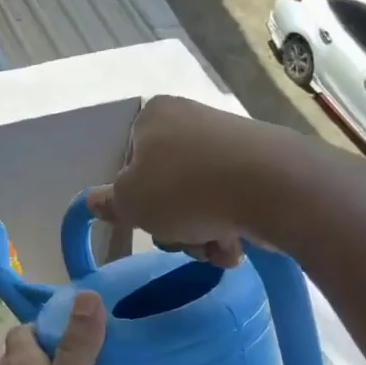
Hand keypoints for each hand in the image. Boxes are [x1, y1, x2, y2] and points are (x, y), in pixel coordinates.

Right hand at [88, 95, 288, 266]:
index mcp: (155, 117)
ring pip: (199, 201)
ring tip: (214, 247)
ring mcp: (230, 143)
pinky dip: (228, 228)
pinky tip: (235, 245)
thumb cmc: (184, 189)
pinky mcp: (261, 166)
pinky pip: (231, 202)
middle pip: (166, 186)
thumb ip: (109, 203)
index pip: (130, 161)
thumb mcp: (130, 202)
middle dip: (172, 224)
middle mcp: (192, 121)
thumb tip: (93, 200)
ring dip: (200, 234)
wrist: (272, 187)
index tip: (145, 218)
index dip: (135, 197)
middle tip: (180, 238)